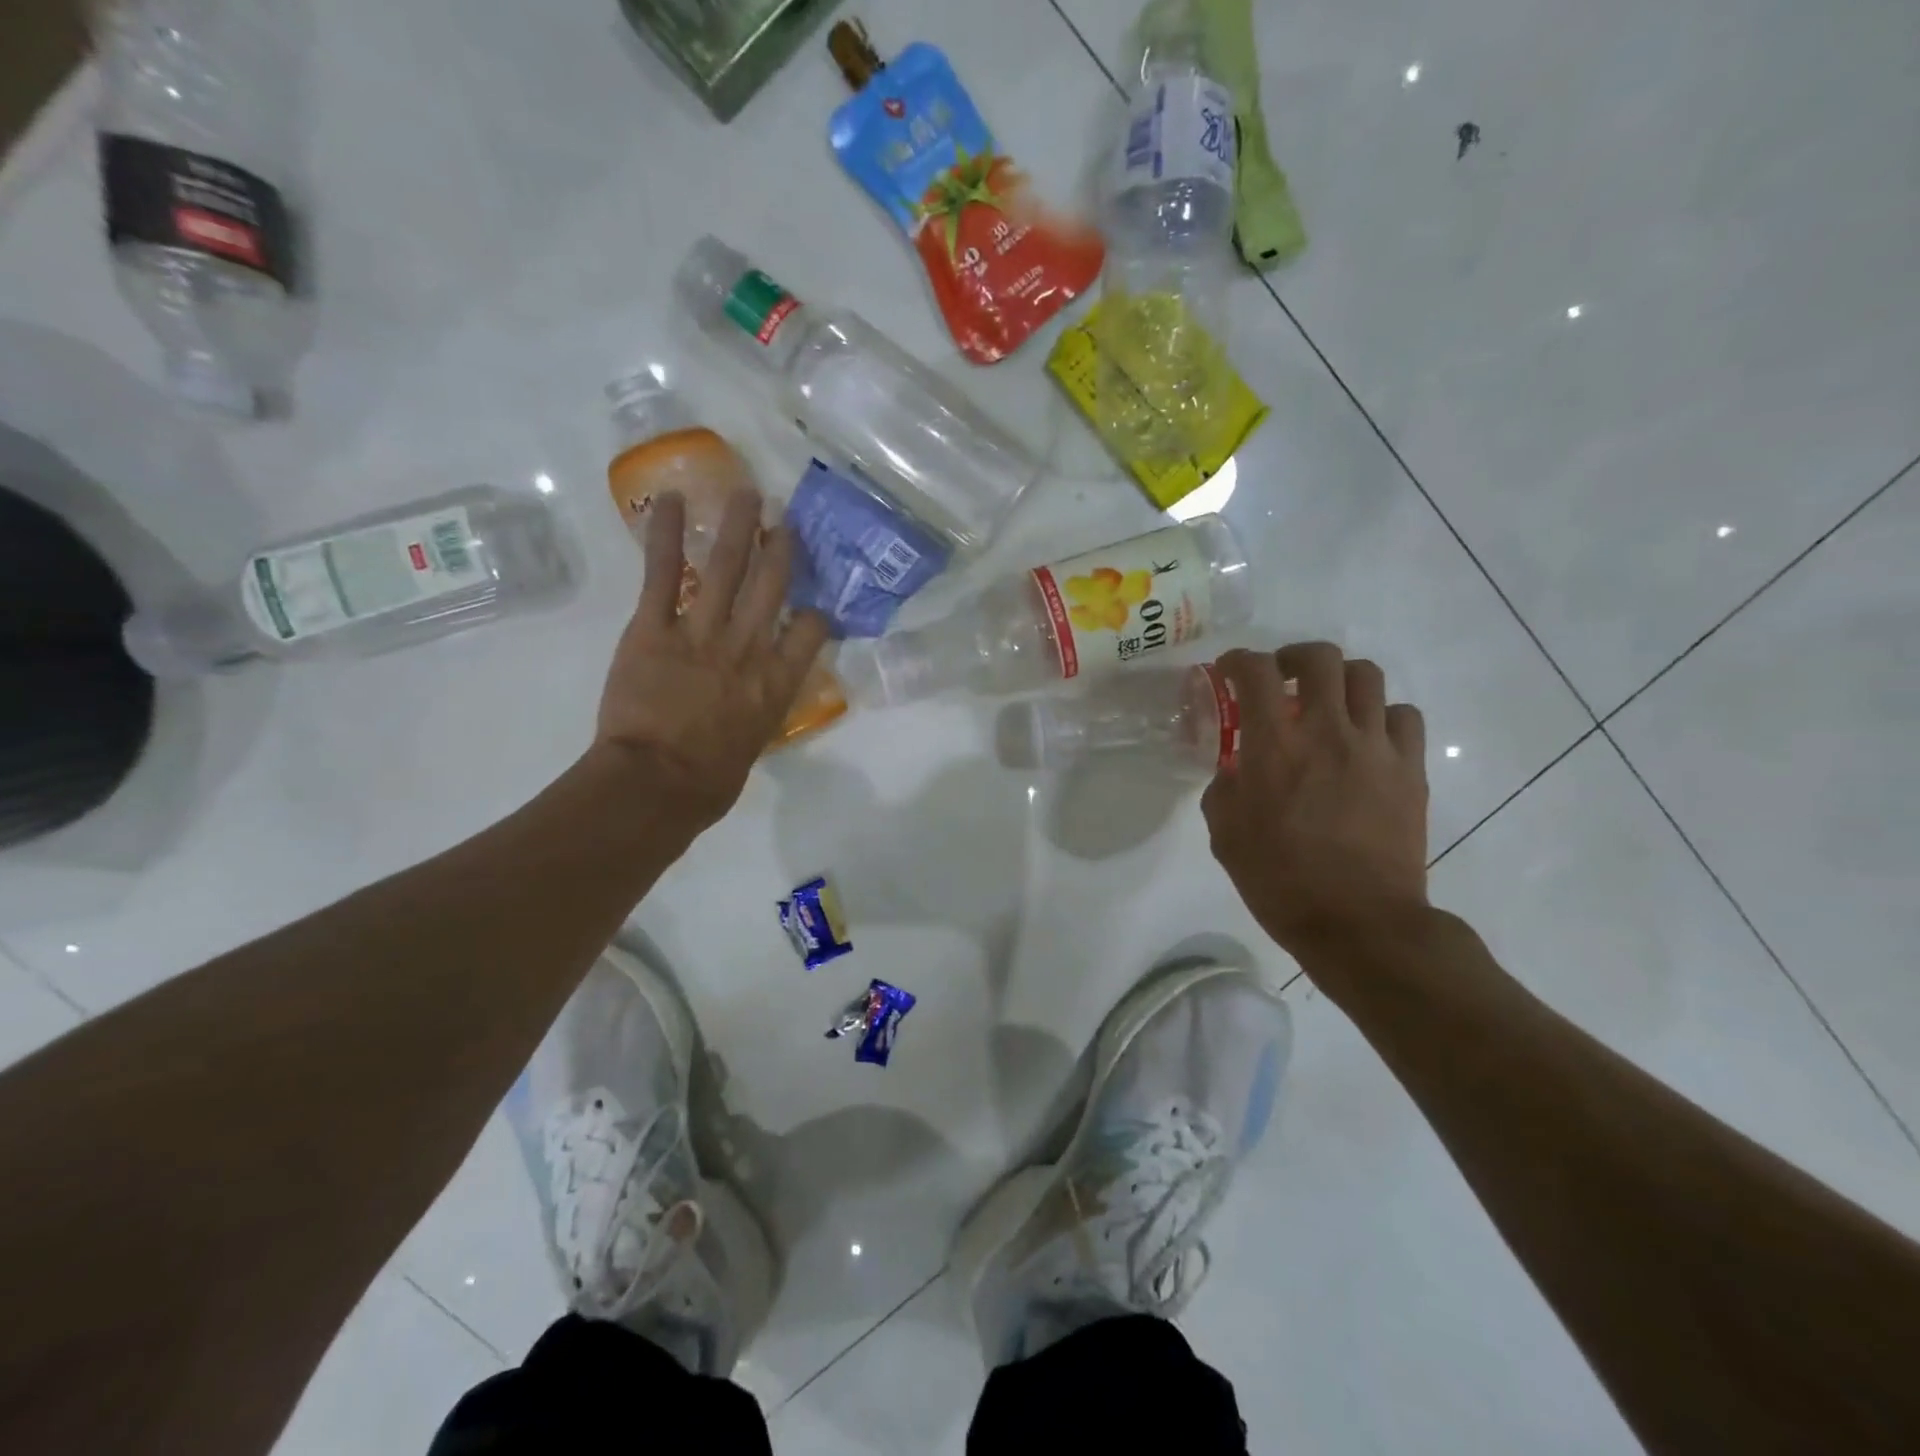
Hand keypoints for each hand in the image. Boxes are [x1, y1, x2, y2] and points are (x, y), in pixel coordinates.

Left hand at [596, 489, 829, 826]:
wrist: (656, 785)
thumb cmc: (710, 781)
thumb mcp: (754, 745)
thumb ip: (760, 710)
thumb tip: (753, 700)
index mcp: (777, 681)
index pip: (813, 630)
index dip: (817, 613)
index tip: (813, 604)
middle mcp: (748, 647)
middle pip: (773, 585)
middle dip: (781, 549)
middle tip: (784, 520)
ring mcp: (701, 633)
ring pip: (726, 568)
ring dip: (738, 527)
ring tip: (746, 494)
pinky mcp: (654, 628)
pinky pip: (663, 574)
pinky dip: (664, 535)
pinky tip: (669, 501)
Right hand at [1202, 643, 1430, 958]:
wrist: (1359, 923)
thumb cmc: (1280, 880)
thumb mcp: (1225, 833)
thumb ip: (1225, 786)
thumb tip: (1238, 768)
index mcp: (1275, 745)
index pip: (1255, 672)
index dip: (1237, 661)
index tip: (1228, 672)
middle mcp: (1328, 731)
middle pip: (1320, 658)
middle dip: (1293, 657)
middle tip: (1281, 679)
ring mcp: (1376, 747)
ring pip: (1367, 676)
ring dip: (1339, 680)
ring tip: (1327, 703)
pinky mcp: (1410, 769)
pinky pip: (1403, 716)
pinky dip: (1381, 715)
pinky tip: (1366, 738)